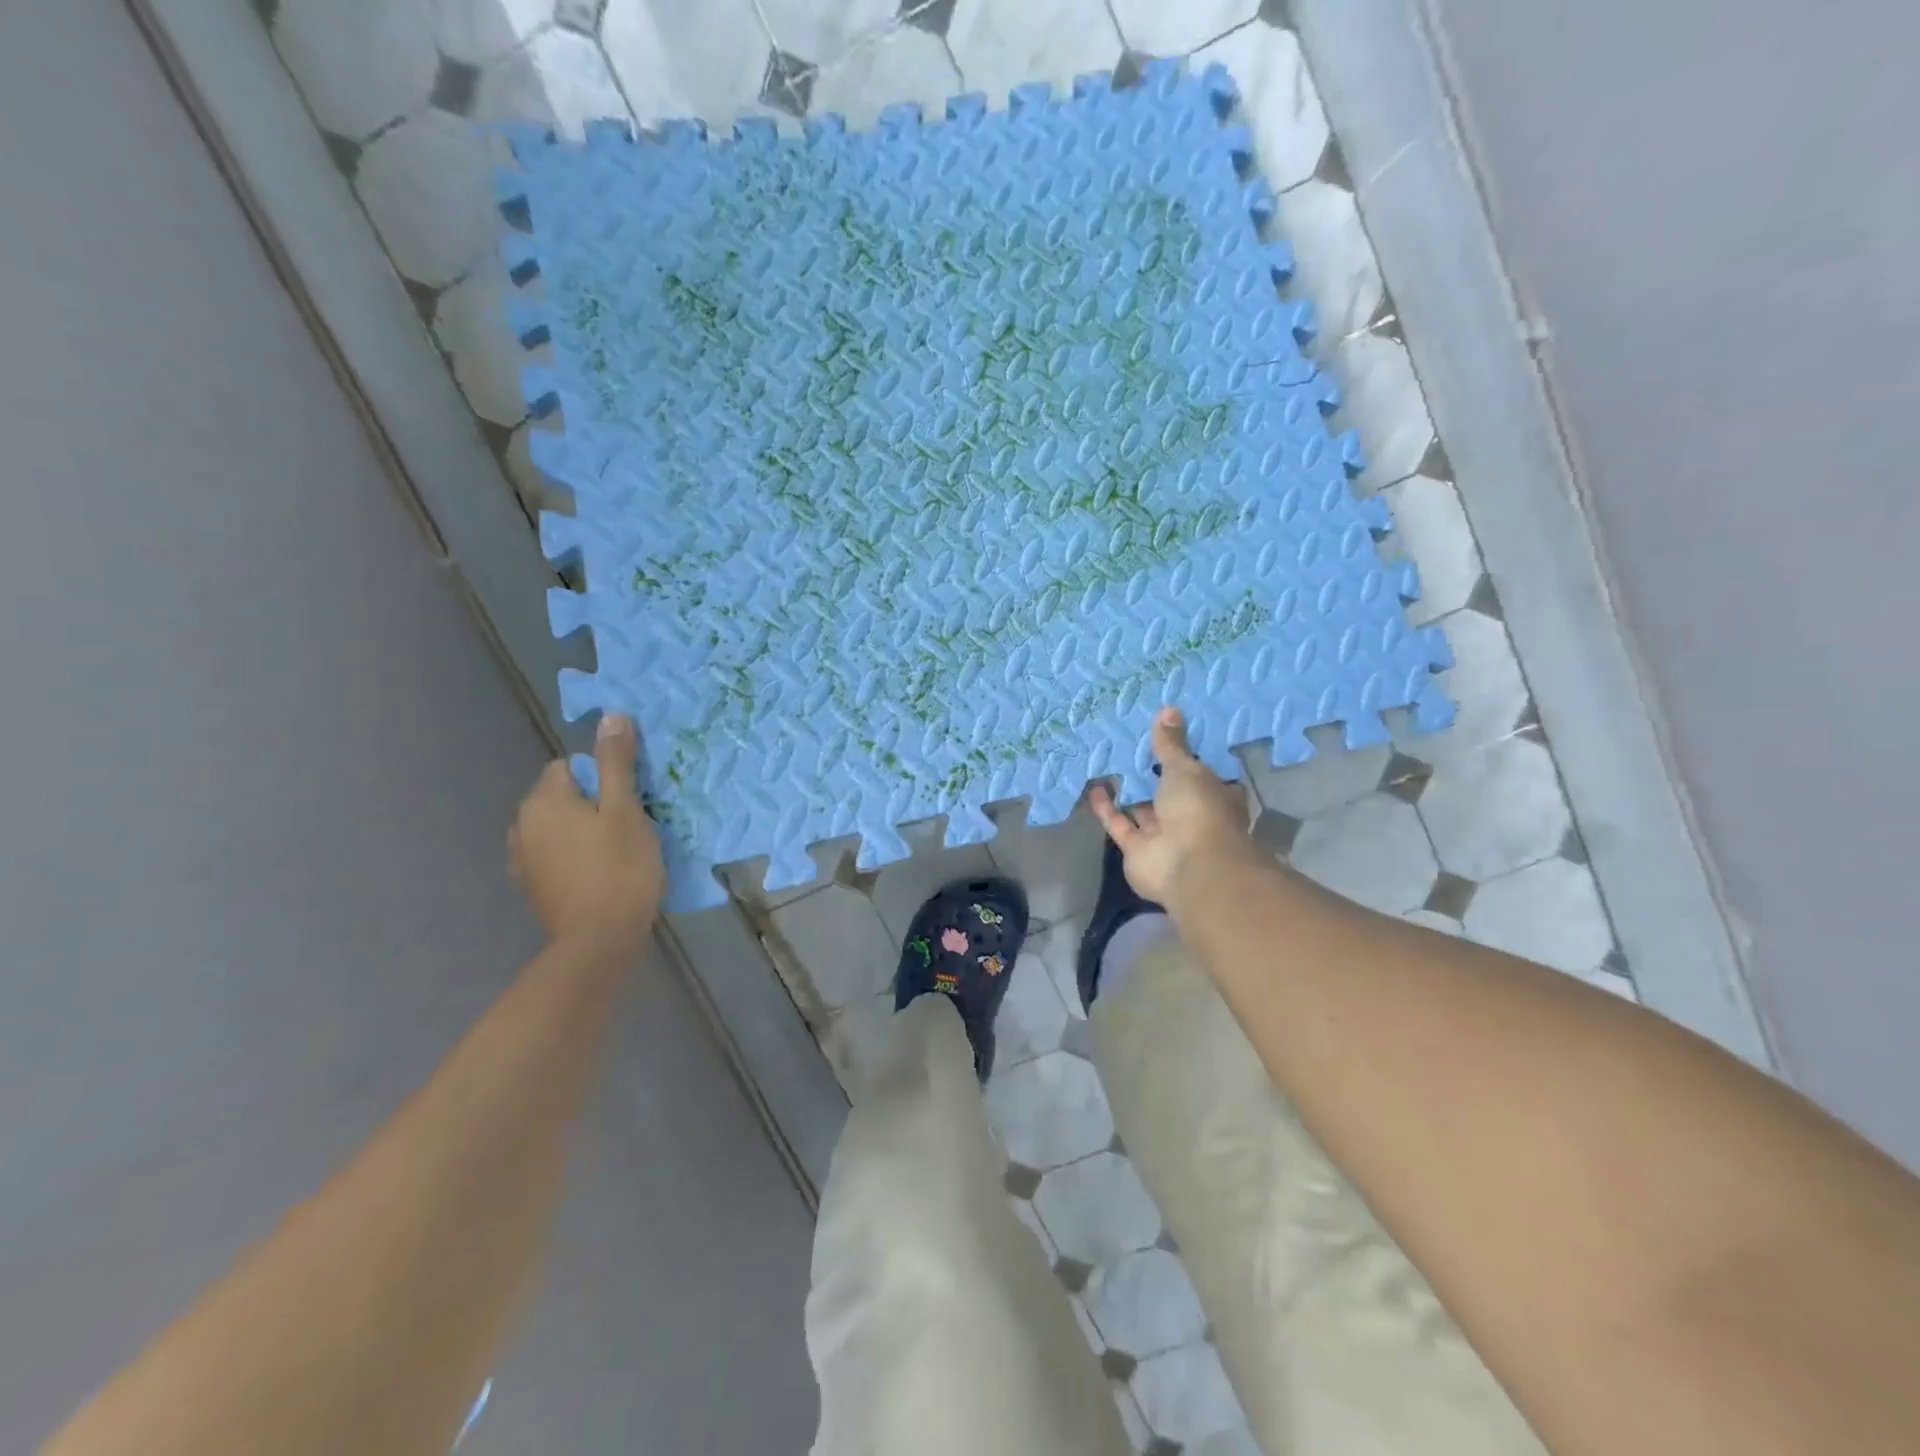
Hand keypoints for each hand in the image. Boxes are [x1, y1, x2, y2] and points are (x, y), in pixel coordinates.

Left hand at [508, 714, 664, 949]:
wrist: (597, 941)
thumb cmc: (618, 869)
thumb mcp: (626, 810)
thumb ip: (616, 763)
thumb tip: (612, 715)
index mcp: (542, 800)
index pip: (570, 766)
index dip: (603, 778)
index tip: (629, 801)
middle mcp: (521, 824)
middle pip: (562, 796)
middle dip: (592, 803)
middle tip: (629, 825)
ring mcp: (521, 858)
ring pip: (558, 826)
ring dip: (581, 830)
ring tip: (615, 850)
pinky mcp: (530, 885)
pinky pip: (554, 853)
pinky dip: (573, 855)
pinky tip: (596, 873)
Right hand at [1088, 706, 1256, 907]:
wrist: (1188, 866)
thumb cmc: (1198, 810)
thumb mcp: (1186, 768)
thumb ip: (1171, 744)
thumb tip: (1168, 709)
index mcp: (1214, 795)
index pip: (1200, 772)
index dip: (1184, 755)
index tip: (1165, 734)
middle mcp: (1190, 816)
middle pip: (1168, 791)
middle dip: (1151, 772)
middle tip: (1129, 743)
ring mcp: (1164, 836)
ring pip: (1142, 808)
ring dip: (1127, 789)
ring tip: (1107, 761)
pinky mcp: (1137, 850)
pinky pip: (1119, 824)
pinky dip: (1107, 808)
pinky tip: (1094, 786)